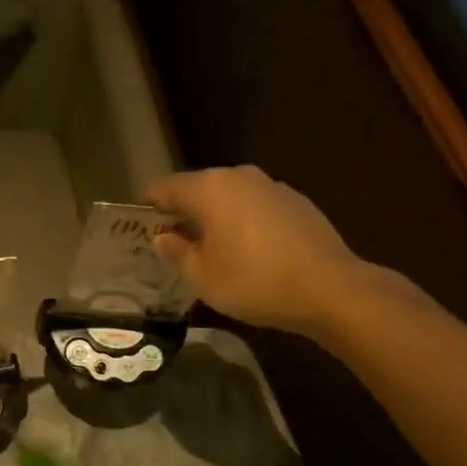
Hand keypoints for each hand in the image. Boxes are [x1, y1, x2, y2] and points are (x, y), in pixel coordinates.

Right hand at [143, 167, 363, 336]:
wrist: (329, 288)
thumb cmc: (253, 281)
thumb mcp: (201, 276)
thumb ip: (175, 252)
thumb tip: (163, 237)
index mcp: (209, 188)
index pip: (164, 187)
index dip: (146, 202)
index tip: (137, 220)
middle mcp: (239, 177)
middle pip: (198, 188)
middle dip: (182, 210)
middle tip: (170, 239)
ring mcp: (272, 186)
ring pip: (230, 197)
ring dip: (215, 216)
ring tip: (209, 247)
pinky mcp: (297, 202)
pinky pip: (256, 207)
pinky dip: (244, 222)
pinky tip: (248, 250)